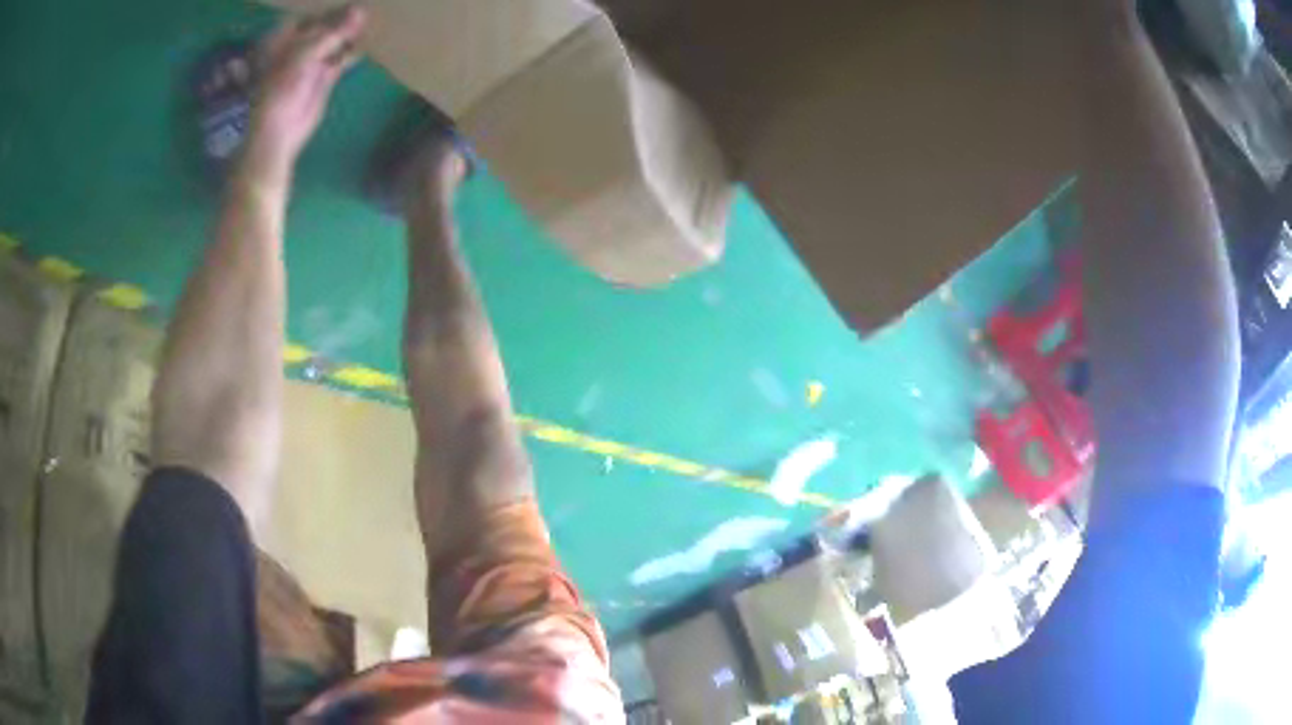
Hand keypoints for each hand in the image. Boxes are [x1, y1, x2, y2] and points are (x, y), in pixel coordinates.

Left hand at [244, 6, 367, 178]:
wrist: (278, 130)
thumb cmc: (281, 88)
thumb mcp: (306, 52)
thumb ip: (333, 32)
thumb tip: (361, 11)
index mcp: (285, 38)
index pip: (310, 14)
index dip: (328, 7)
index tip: (351, 2)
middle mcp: (298, 46)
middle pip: (325, 25)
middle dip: (343, 18)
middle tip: (365, 9)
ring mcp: (311, 62)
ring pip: (335, 41)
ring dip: (350, 34)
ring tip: (370, 23)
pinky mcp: (323, 78)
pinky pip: (341, 59)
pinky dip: (352, 53)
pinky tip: (366, 44)